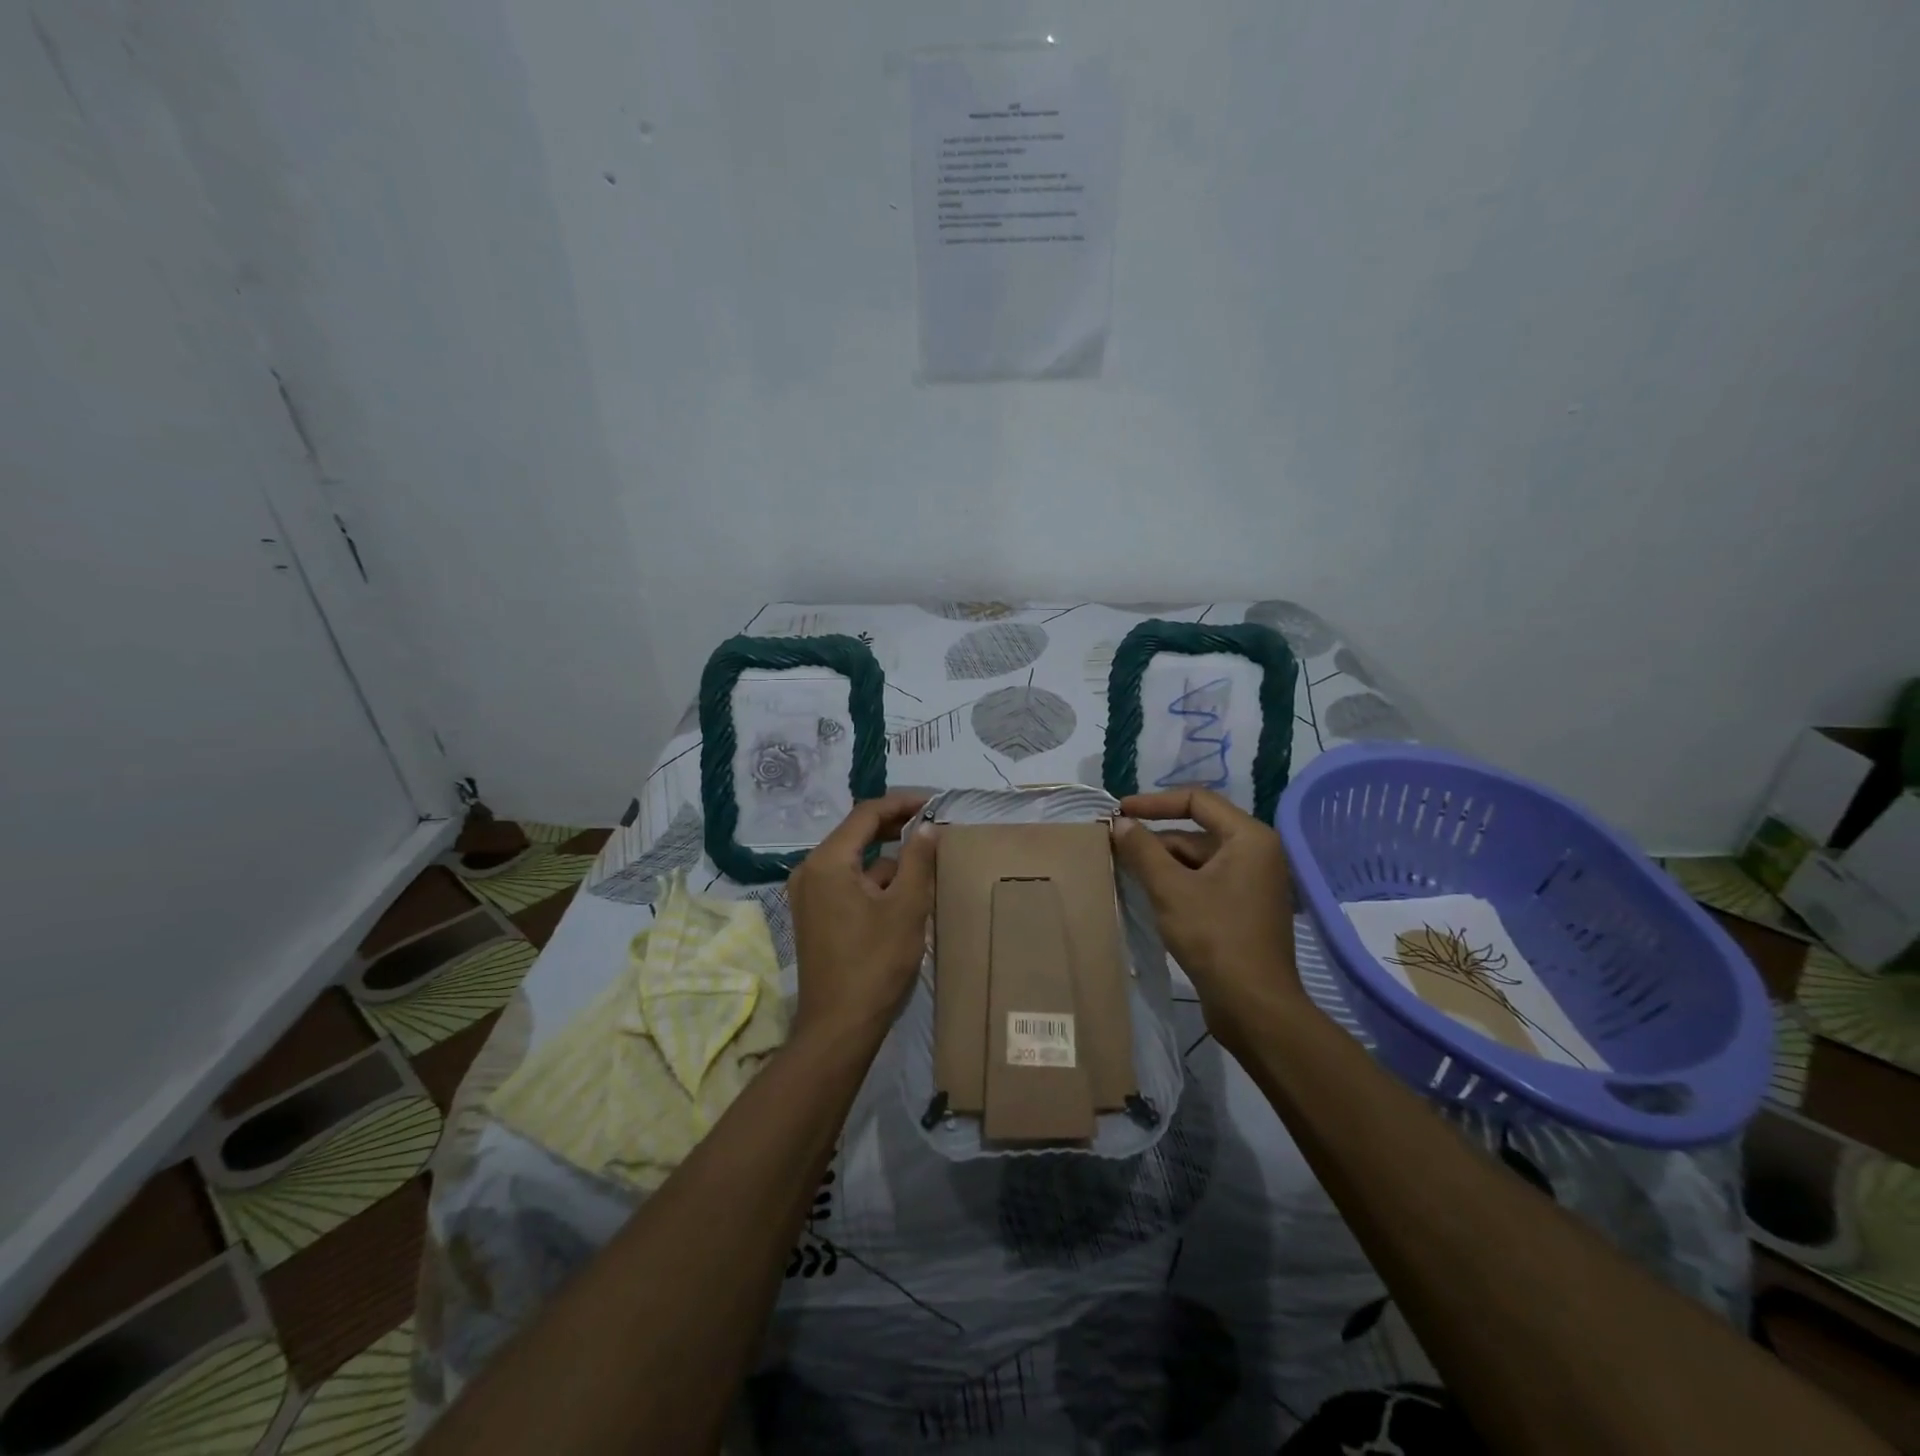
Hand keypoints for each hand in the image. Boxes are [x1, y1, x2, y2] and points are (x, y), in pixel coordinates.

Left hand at [788, 791, 936, 1046]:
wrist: (839, 1027)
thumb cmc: (875, 963)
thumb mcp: (906, 907)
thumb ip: (918, 860)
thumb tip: (928, 827)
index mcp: (827, 861)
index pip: (866, 814)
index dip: (902, 803)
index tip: (934, 803)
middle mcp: (810, 870)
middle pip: (856, 834)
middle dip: (895, 827)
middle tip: (932, 825)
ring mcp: (808, 894)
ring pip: (854, 861)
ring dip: (887, 857)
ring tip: (925, 859)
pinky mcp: (814, 915)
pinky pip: (846, 882)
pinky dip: (873, 880)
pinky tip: (903, 891)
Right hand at [1112, 789, 1303, 1037]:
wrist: (1254, 1006)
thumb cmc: (1215, 937)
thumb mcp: (1170, 888)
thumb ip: (1142, 849)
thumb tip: (1120, 822)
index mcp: (1249, 838)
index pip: (1197, 800)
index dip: (1154, 802)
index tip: (1120, 813)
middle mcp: (1256, 853)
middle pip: (1196, 832)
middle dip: (1155, 839)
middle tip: (1114, 848)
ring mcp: (1252, 883)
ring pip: (1198, 860)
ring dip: (1162, 864)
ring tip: (1124, 873)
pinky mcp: (1244, 910)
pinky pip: (1205, 882)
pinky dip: (1177, 884)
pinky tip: (1148, 896)